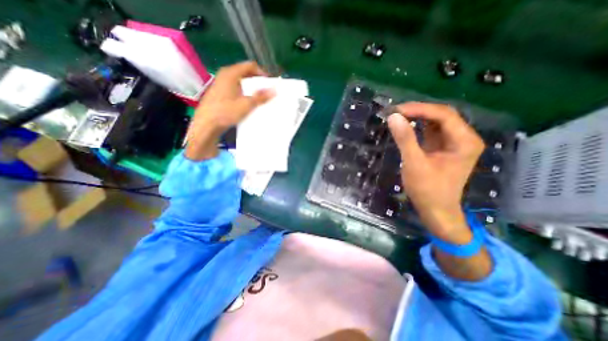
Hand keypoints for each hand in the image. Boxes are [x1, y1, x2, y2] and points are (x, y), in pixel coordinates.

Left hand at [183, 59, 272, 161]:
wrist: (207, 123)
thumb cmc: (226, 111)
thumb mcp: (246, 104)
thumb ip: (261, 97)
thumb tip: (274, 90)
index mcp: (231, 73)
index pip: (250, 66)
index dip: (262, 73)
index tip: (270, 83)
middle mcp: (225, 75)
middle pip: (245, 73)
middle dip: (257, 82)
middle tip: (266, 91)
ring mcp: (221, 84)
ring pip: (240, 81)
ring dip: (251, 88)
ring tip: (259, 98)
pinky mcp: (220, 93)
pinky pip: (235, 88)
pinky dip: (244, 93)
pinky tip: (247, 103)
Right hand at [389, 103, 485, 240]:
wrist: (435, 210)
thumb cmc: (427, 189)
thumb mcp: (414, 163)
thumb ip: (405, 138)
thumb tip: (393, 117)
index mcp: (464, 141)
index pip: (443, 115)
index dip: (419, 109)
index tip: (397, 110)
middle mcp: (464, 139)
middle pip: (442, 116)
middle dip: (418, 111)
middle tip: (396, 112)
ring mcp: (454, 144)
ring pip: (436, 123)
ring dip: (417, 118)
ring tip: (398, 116)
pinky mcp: (443, 149)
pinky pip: (432, 132)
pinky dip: (418, 128)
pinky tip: (406, 126)